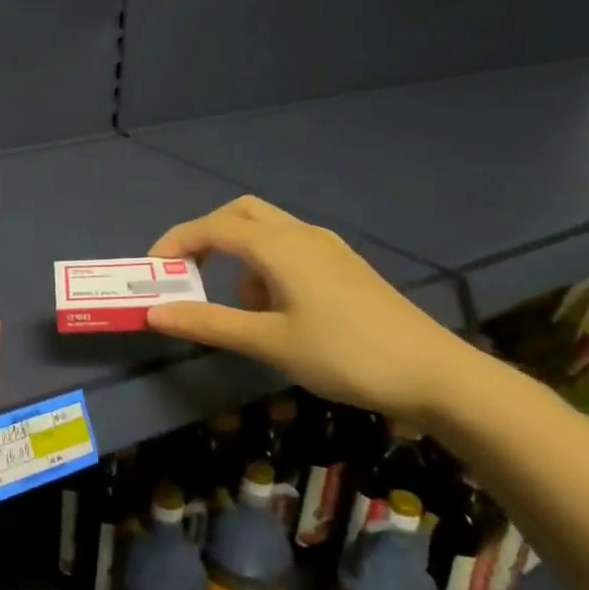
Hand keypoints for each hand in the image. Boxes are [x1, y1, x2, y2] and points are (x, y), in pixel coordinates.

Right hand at [146, 195, 484, 422]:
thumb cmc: (344, 354)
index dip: (176, 243)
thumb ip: (208, 323)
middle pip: (240, 214)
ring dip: (237, 253)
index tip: (153, 272)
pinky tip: (275, 308)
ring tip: (236, 304)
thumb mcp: (269, 342)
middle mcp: (301, 235)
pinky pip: (290, 248)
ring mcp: (328, 248)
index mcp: (279, 246)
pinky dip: (265, 265)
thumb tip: (153, 312)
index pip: (213, 227)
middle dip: (206, 236)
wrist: (435, 375)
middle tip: (187, 271)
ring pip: (267, 230)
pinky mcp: (344, 267)